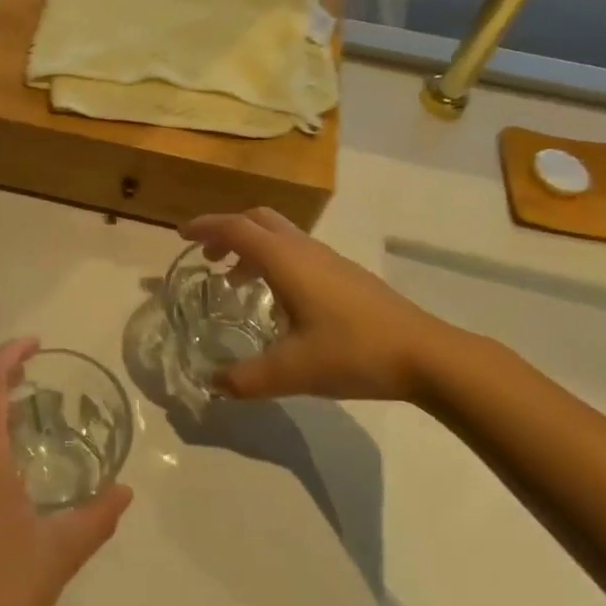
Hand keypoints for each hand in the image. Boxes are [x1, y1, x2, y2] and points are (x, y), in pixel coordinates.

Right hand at [180, 208, 478, 403]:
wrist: (425, 354)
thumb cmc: (353, 352)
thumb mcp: (292, 371)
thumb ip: (246, 379)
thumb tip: (212, 385)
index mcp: (286, 260)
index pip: (236, 229)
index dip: (206, 227)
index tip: (180, 235)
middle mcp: (305, 249)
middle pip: (258, 220)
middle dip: (227, 231)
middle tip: (207, 256)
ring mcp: (329, 259)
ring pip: (281, 235)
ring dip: (252, 247)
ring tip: (235, 282)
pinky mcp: (346, 274)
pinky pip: (297, 251)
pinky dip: (274, 260)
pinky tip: (279, 300)